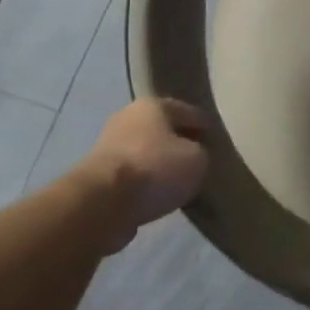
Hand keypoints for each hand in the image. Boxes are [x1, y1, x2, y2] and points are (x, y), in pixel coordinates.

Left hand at [76, 97, 209, 244]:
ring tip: (175, 181)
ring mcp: (107, 145)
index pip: (188, 111)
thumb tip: (192, 157)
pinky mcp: (95, 175)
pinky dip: (141, 183)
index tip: (215, 139)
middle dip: (176, 142)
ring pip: (143, 152)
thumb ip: (200, 153)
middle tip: (195, 158)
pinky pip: (129, 175)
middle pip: (161, 130)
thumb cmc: (155, 169)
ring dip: (156, 164)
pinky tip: (154, 196)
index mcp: (153, 105)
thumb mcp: (197, 160)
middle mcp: (127, 117)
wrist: (101, 203)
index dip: (204, 125)